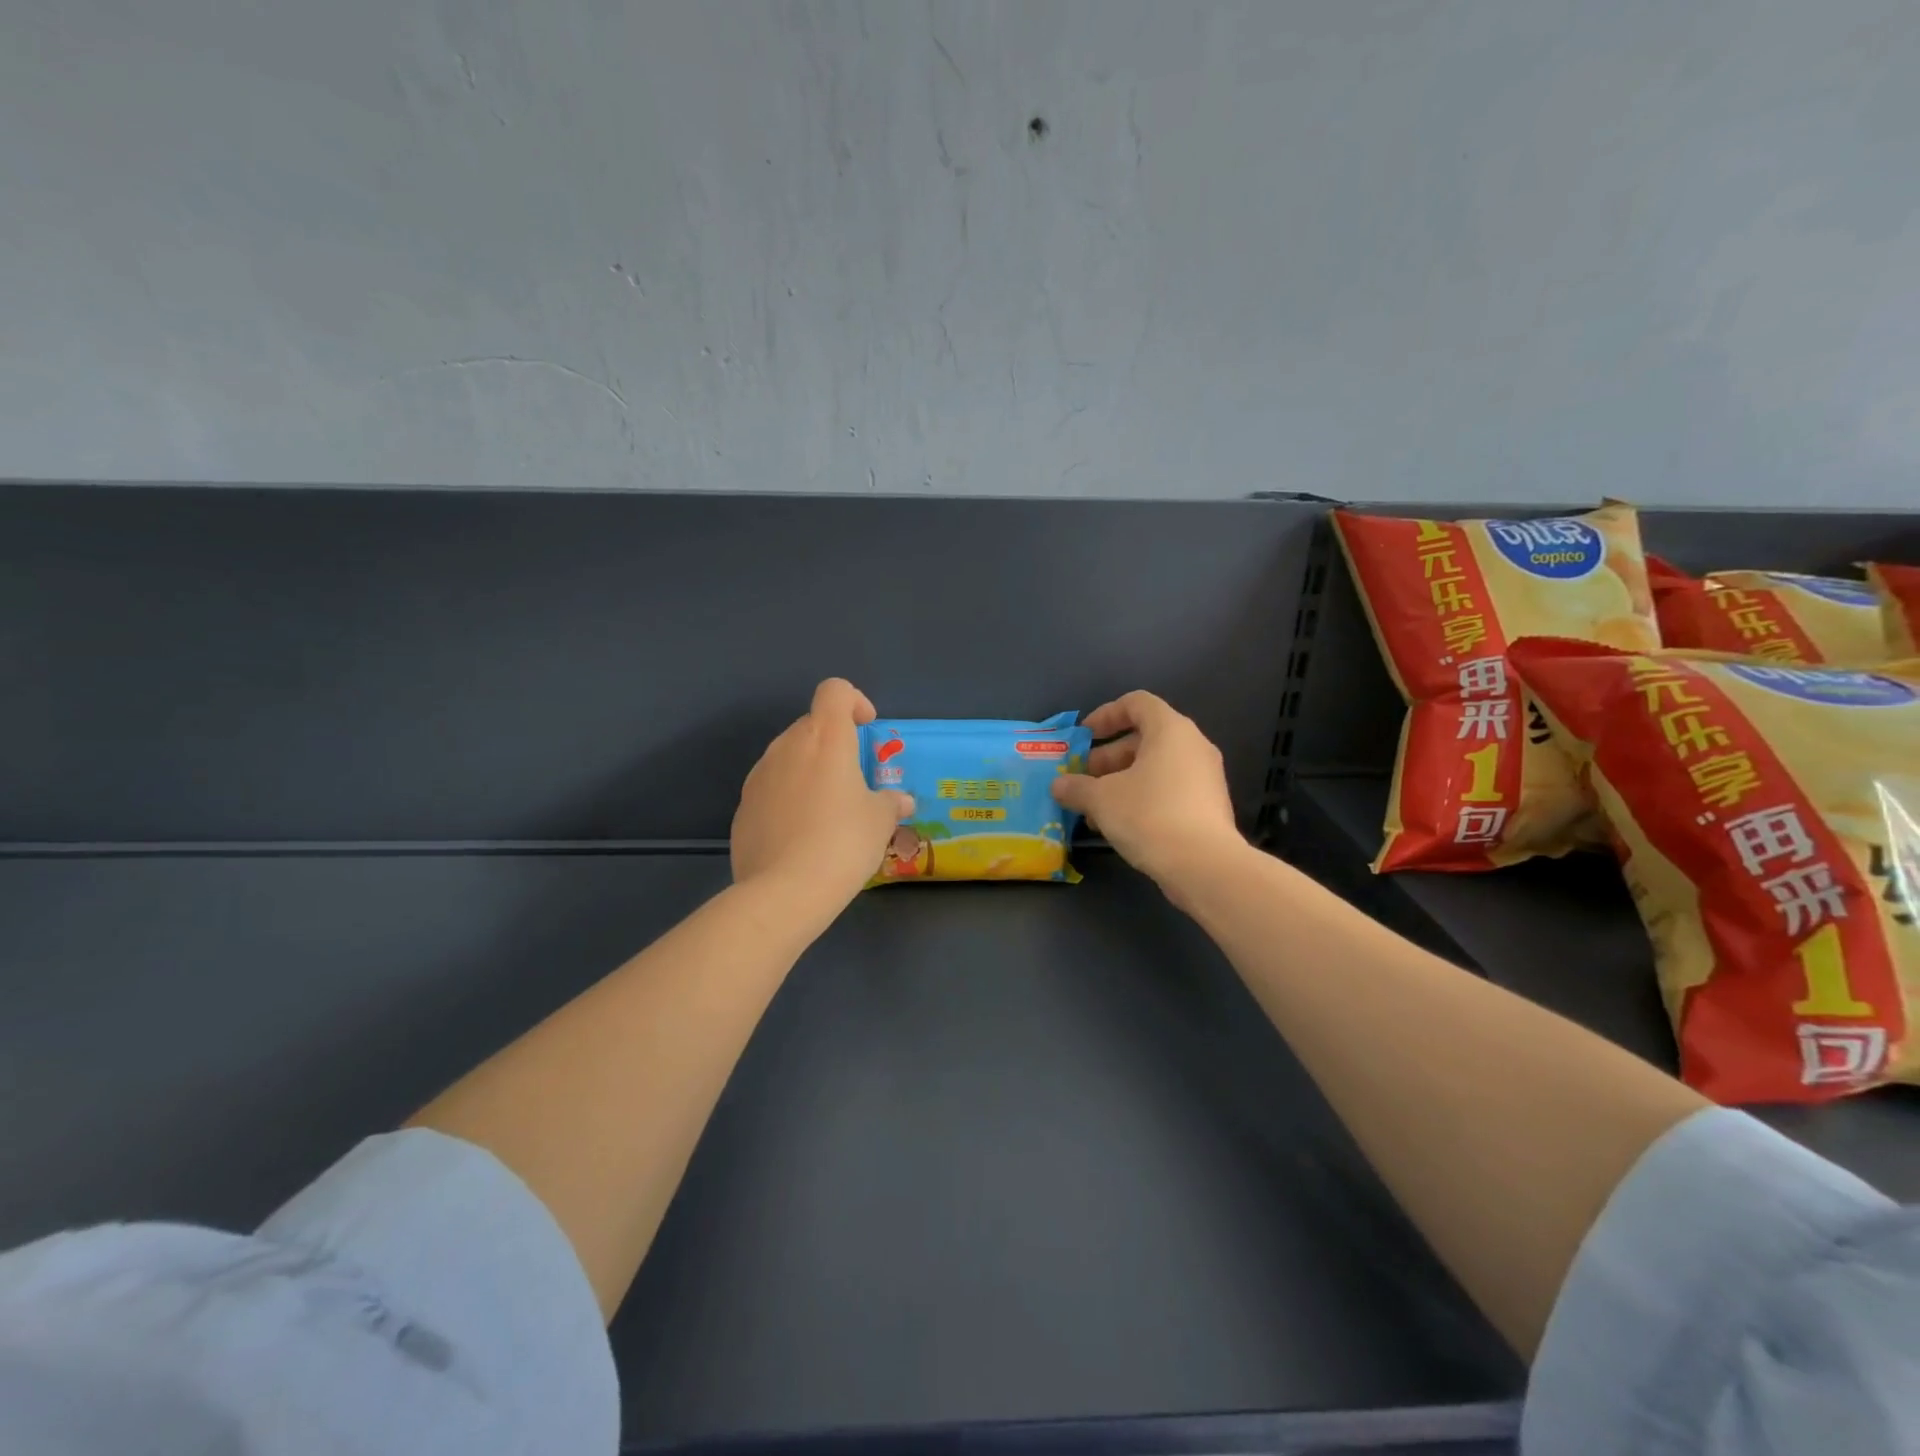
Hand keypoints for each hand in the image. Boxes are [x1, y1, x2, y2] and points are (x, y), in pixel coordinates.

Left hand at [732, 678, 912, 908]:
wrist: (785, 891)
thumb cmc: (843, 843)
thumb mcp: (880, 822)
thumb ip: (891, 803)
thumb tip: (901, 801)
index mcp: (826, 738)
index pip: (834, 691)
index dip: (853, 701)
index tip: (866, 728)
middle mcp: (788, 746)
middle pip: (811, 724)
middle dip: (834, 742)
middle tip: (853, 779)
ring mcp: (759, 775)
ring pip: (788, 756)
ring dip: (809, 769)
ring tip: (827, 810)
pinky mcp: (743, 806)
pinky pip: (771, 788)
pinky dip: (788, 797)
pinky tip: (801, 834)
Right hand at [1050, 691, 1244, 894]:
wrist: (1204, 866)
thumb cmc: (1149, 816)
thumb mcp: (1101, 799)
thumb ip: (1077, 787)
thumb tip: (1058, 785)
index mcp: (1170, 730)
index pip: (1136, 703)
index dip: (1105, 715)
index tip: (1083, 737)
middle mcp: (1193, 745)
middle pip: (1144, 737)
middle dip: (1108, 757)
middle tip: (1084, 780)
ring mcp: (1205, 777)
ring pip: (1155, 767)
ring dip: (1121, 782)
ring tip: (1095, 810)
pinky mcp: (1208, 806)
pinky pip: (1169, 789)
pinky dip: (1142, 798)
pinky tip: (1120, 825)